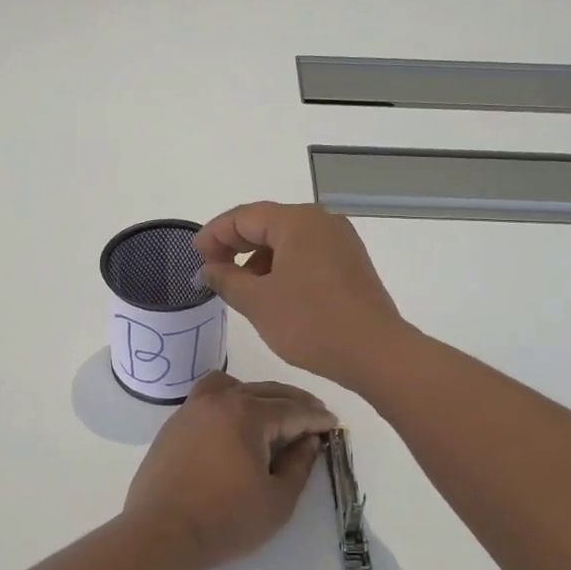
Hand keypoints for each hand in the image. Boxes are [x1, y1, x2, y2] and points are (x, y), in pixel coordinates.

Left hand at [122, 372, 337, 569]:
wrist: (160, 533)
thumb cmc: (225, 521)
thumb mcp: (277, 501)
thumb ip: (299, 466)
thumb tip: (309, 441)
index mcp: (248, 414)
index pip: (292, 410)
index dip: (316, 418)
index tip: (333, 424)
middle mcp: (220, 400)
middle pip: (266, 391)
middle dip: (295, 402)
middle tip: (315, 415)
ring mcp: (193, 408)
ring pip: (236, 386)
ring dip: (261, 395)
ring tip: (276, 412)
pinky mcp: (175, 423)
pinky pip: (210, 396)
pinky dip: (231, 398)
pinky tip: (237, 420)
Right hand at [194, 202, 411, 390]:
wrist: (375, 352)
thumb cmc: (310, 322)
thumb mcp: (258, 302)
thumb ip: (226, 279)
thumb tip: (208, 269)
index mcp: (297, 221)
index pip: (244, 217)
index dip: (214, 234)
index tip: (195, 257)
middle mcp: (321, 221)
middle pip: (267, 224)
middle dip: (236, 246)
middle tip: (212, 271)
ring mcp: (340, 241)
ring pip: (288, 241)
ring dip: (259, 260)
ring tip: (242, 289)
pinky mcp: (350, 263)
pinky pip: (307, 255)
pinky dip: (283, 268)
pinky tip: (273, 294)